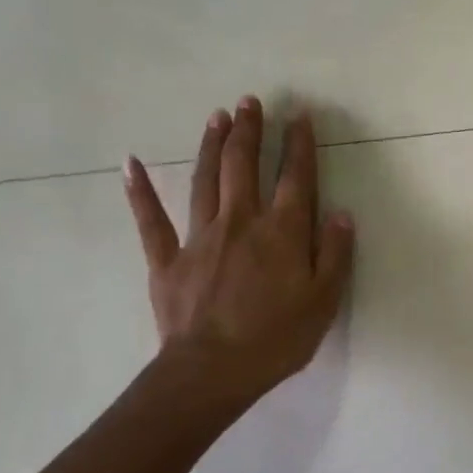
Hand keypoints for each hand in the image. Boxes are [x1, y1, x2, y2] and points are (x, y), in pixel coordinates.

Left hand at [123, 98, 353, 402]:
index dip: (299, 145)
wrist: (213, 370)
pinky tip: (131, 163)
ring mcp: (200, 238)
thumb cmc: (278, 338)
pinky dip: (140, 191)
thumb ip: (334, 254)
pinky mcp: (168, 260)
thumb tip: (340, 213)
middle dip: (249, 131)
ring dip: (211, 145)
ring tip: (216, 116)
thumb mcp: (324, 300)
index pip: (295, 178)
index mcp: (282, 232)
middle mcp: (241, 222)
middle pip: (244, 166)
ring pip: (205, 180)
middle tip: (250, 101)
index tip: (300, 115)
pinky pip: (151, 220)